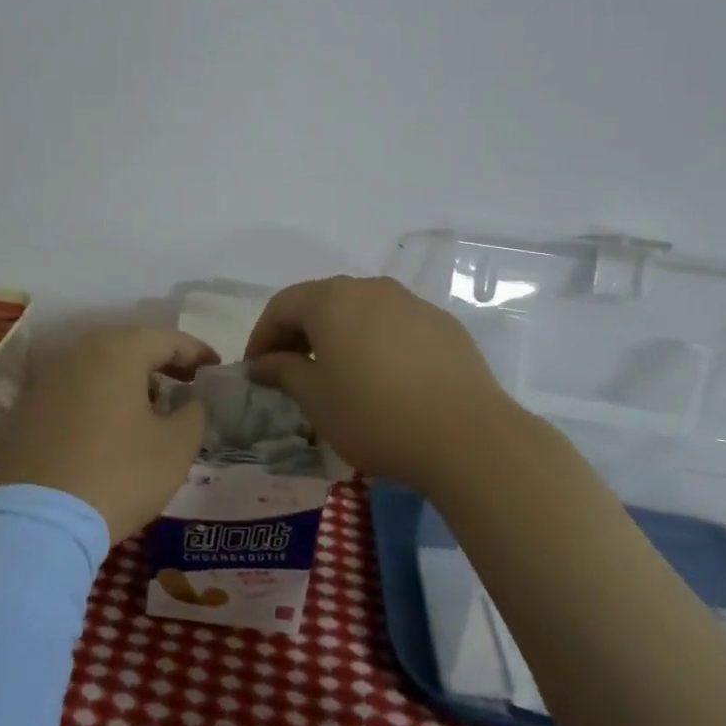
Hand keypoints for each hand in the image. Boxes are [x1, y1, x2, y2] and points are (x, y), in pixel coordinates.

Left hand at [0, 327, 218, 543]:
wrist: (37, 522)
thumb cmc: (118, 475)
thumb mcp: (176, 447)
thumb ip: (194, 413)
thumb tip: (191, 401)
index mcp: (117, 351)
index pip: (167, 339)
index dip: (197, 353)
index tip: (217, 369)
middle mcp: (77, 352)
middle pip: (129, 347)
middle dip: (161, 364)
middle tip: (187, 385)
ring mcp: (45, 379)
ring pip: (98, 367)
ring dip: (128, 381)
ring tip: (151, 407)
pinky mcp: (25, 408)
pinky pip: (72, 391)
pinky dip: (97, 399)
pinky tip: (109, 428)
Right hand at [243, 275, 531, 488]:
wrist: (469, 437)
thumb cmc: (376, 415)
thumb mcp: (316, 398)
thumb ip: (282, 371)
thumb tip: (262, 363)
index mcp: (331, 299)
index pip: (281, 306)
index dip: (262, 337)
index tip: (256, 371)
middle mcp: (369, 288)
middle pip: (320, 302)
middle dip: (298, 334)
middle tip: (290, 371)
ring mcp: (410, 302)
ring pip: (360, 311)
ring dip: (338, 336)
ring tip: (337, 375)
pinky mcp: (442, 324)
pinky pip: (394, 326)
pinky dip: (375, 344)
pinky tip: (384, 379)